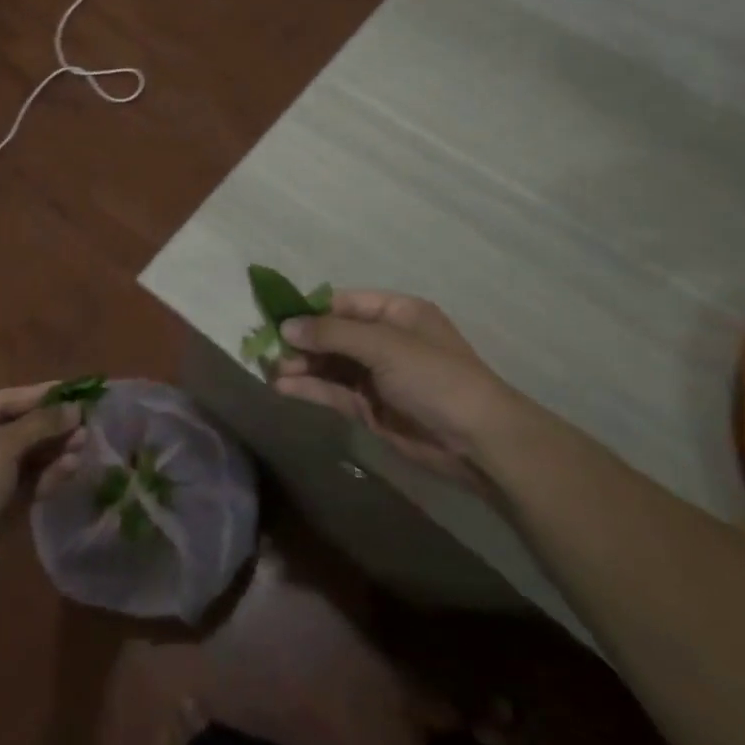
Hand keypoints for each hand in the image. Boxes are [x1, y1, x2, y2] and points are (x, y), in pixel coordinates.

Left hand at [0, 384, 81, 554]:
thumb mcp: (3, 446)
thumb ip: (41, 424)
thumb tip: (76, 408)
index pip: (4, 400)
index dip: (39, 395)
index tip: (72, 391)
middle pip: (17, 429)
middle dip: (51, 426)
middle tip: (84, 422)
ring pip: (25, 458)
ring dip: (54, 450)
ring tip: (84, 443)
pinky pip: (25, 483)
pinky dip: (47, 475)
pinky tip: (71, 467)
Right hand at [273, 290, 528, 486]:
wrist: (478, 442)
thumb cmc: (436, 377)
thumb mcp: (385, 345)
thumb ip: (332, 334)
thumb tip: (285, 326)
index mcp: (395, 312)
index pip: (342, 303)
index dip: (309, 309)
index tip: (274, 317)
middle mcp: (383, 340)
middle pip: (331, 334)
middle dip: (300, 340)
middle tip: (266, 348)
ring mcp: (375, 375)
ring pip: (328, 363)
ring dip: (299, 365)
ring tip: (269, 369)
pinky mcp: (368, 407)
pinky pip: (332, 390)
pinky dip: (307, 388)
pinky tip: (282, 387)